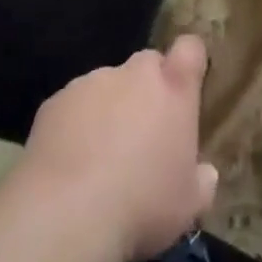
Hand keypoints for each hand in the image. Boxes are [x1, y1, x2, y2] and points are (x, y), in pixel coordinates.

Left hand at [20, 36, 218, 261]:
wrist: (68, 212)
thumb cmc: (142, 205)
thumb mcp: (188, 205)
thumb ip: (201, 181)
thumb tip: (205, 173)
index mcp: (173, 90)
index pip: (189, 49)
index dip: (189, 60)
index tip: (187, 83)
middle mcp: (132, 75)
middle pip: (146, 64)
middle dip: (148, 88)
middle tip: (144, 131)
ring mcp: (91, 83)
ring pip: (106, 85)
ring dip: (109, 107)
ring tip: (102, 154)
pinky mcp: (56, 100)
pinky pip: (73, 105)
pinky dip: (76, 123)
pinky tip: (71, 161)